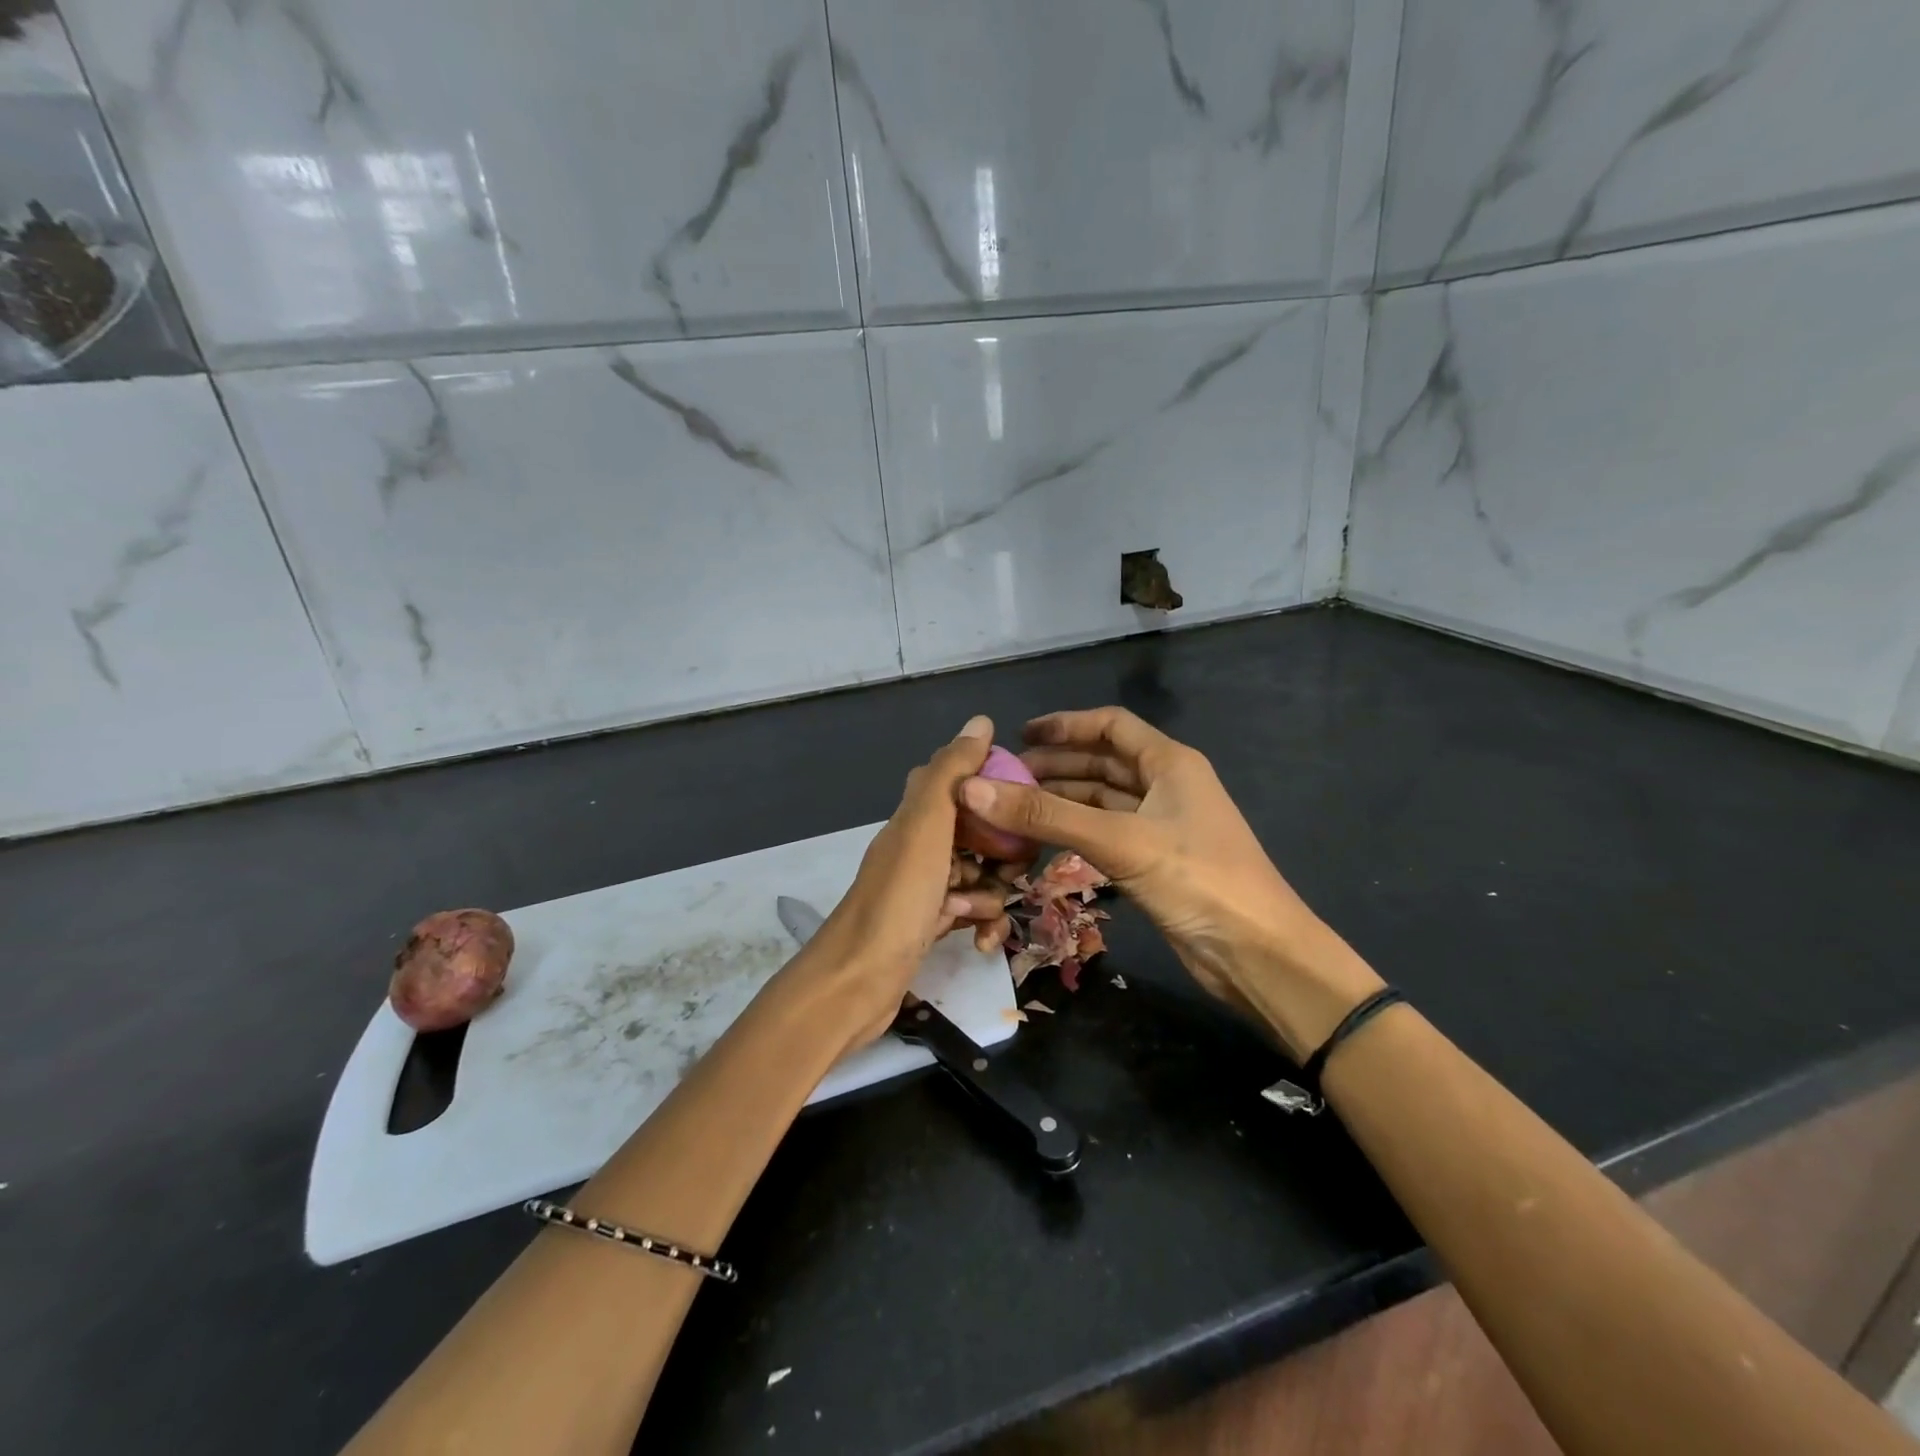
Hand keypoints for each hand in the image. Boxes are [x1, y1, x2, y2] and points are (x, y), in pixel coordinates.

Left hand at [797, 716, 1016, 1048]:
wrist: (857, 981)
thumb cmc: (898, 899)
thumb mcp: (927, 827)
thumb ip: (952, 773)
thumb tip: (981, 721)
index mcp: (917, 816)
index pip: (961, 784)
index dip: (994, 789)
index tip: (1022, 807)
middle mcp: (919, 846)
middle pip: (977, 833)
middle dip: (1003, 852)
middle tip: (1012, 870)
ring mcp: (923, 887)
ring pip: (978, 875)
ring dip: (991, 894)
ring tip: (981, 913)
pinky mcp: (929, 924)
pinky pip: (968, 912)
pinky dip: (980, 923)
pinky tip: (981, 941)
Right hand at [957, 707, 1381, 1058]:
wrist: (1256, 953)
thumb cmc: (1197, 879)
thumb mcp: (1120, 841)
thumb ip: (1046, 815)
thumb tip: (972, 790)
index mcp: (1170, 763)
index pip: (1112, 725)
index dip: (1066, 725)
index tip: (1020, 735)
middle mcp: (1165, 786)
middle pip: (1102, 763)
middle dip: (1054, 766)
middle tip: (1003, 779)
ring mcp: (1160, 825)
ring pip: (1100, 801)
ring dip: (1060, 801)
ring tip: (1011, 809)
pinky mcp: (1153, 862)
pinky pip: (1104, 834)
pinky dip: (1073, 832)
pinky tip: (1040, 841)